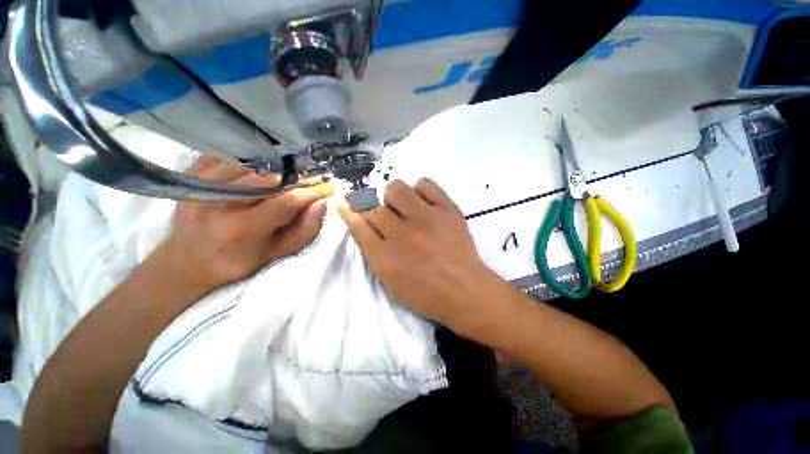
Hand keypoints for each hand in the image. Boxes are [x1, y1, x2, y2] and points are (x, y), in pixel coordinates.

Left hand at [159, 155, 333, 291]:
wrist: (187, 261)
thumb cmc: (238, 262)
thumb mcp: (277, 253)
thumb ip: (304, 230)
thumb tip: (322, 203)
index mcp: (241, 229)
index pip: (286, 201)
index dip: (312, 192)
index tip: (328, 189)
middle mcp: (219, 203)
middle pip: (270, 179)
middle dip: (299, 180)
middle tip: (314, 183)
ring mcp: (201, 186)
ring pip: (253, 165)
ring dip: (279, 170)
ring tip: (293, 178)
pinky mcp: (192, 175)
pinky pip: (230, 157)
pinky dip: (253, 161)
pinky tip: (265, 170)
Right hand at [337, 179, 494, 326]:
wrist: (465, 291)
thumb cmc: (426, 293)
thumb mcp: (390, 281)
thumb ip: (373, 252)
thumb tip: (362, 224)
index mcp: (385, 257)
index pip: (358, 225)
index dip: (350, 212)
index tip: (346, 204)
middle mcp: (401, 234)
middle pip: (374, 207)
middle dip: (373, 209)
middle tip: (387, 217)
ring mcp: (426, 219)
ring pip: (396, 189)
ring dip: (394, 196)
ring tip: (404, 207)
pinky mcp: (447, 210)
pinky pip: (425, 184)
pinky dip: (420, 190)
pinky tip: (423, 202)